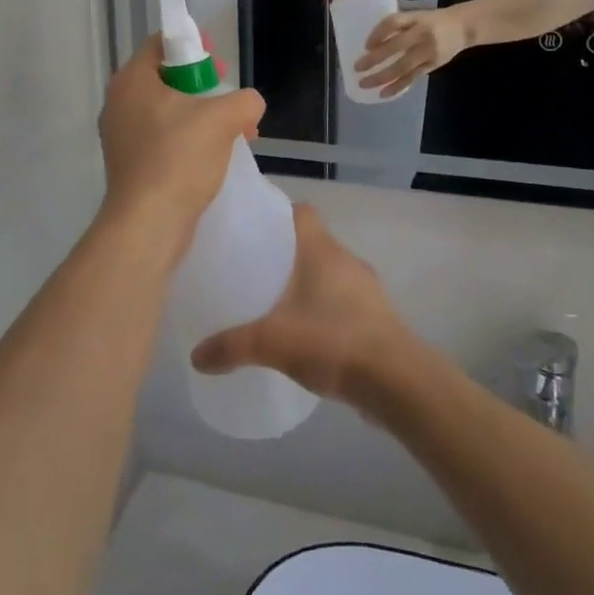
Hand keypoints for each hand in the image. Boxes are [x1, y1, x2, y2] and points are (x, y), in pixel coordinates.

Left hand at [98, 38, 264, 230]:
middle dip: (204, 87)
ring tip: (234, 133)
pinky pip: (162, 139)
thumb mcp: (223, 119)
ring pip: (167, 112)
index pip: (161, 44)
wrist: (149, 223)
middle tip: (230, 101)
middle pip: (166, 78)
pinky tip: (215, 157)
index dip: (194, 46)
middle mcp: (119, 103)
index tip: (220, 65)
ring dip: (201, 117)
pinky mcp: (129, 164)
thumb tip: (248, 105)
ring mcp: (120, 136)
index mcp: (131, 80)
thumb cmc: (179, 158)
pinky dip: (188, 140)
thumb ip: (244, 101)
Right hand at [190, 205, 413, 405]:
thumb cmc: (333, 341)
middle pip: (312, 243)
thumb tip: (196, 357)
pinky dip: (325, 311)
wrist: (398, 382)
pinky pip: (344, 303)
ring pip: (329, 274)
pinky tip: (306, 335)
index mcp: (322, 250)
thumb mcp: (272, 342)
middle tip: (253, 270)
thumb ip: (231, 346)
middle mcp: (347, 261)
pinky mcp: (377, 319)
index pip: (301, 212)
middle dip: (284, 254)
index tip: (251, 228)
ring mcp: (367, 290)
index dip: (277, 213)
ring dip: (307, 284)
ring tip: (276, 304)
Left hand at [357, 7, 470, 97]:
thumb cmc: (432, 20)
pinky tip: (383, 93)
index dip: (378, 33)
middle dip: (374, 59)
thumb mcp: (416, 16)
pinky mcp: (432, 65)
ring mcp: (428, 51)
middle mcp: (422, 34)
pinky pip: (412, 77)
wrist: (463, 27)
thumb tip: (371, 41)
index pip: (393, 23)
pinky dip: (397, 86)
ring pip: (402, 66)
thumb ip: (398, 25)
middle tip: (356, 68)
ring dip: (382, 77)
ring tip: (364, 84)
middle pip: (395, 47)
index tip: (365, 45)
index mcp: (415, 18)